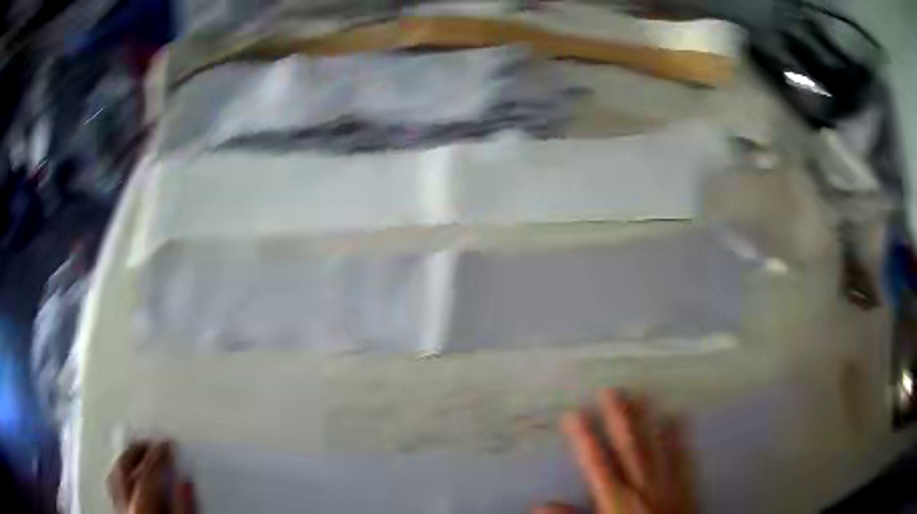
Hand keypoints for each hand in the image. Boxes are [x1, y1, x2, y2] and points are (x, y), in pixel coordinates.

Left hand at [108, 441, 195, 513]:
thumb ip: (183, 509)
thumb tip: (185, 480)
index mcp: (142, 509)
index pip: (147, 475)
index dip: (158, 456)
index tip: (167, 443)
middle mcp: (124, 506)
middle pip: (124, 470)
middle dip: (136, 452)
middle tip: (150, 442)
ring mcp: (118, 510)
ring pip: (113, 477)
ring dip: (124, 462)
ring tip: (136, 454)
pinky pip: (112, 488)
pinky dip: (118, 476)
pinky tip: (125, 476)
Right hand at [535, 390, 694, 513]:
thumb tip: (541, 504)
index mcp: (615, 499)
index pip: (596, 463)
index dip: (584, 437)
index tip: (573, 413)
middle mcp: (642, 486)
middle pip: (629, 447)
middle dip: (618, 419)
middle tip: (610, 390)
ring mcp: (666, 485)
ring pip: (655, 447)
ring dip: (647, 421)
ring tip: (641, 395)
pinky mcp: (684, 489)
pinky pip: (682, 459)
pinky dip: (678, 439)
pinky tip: (678, 418)